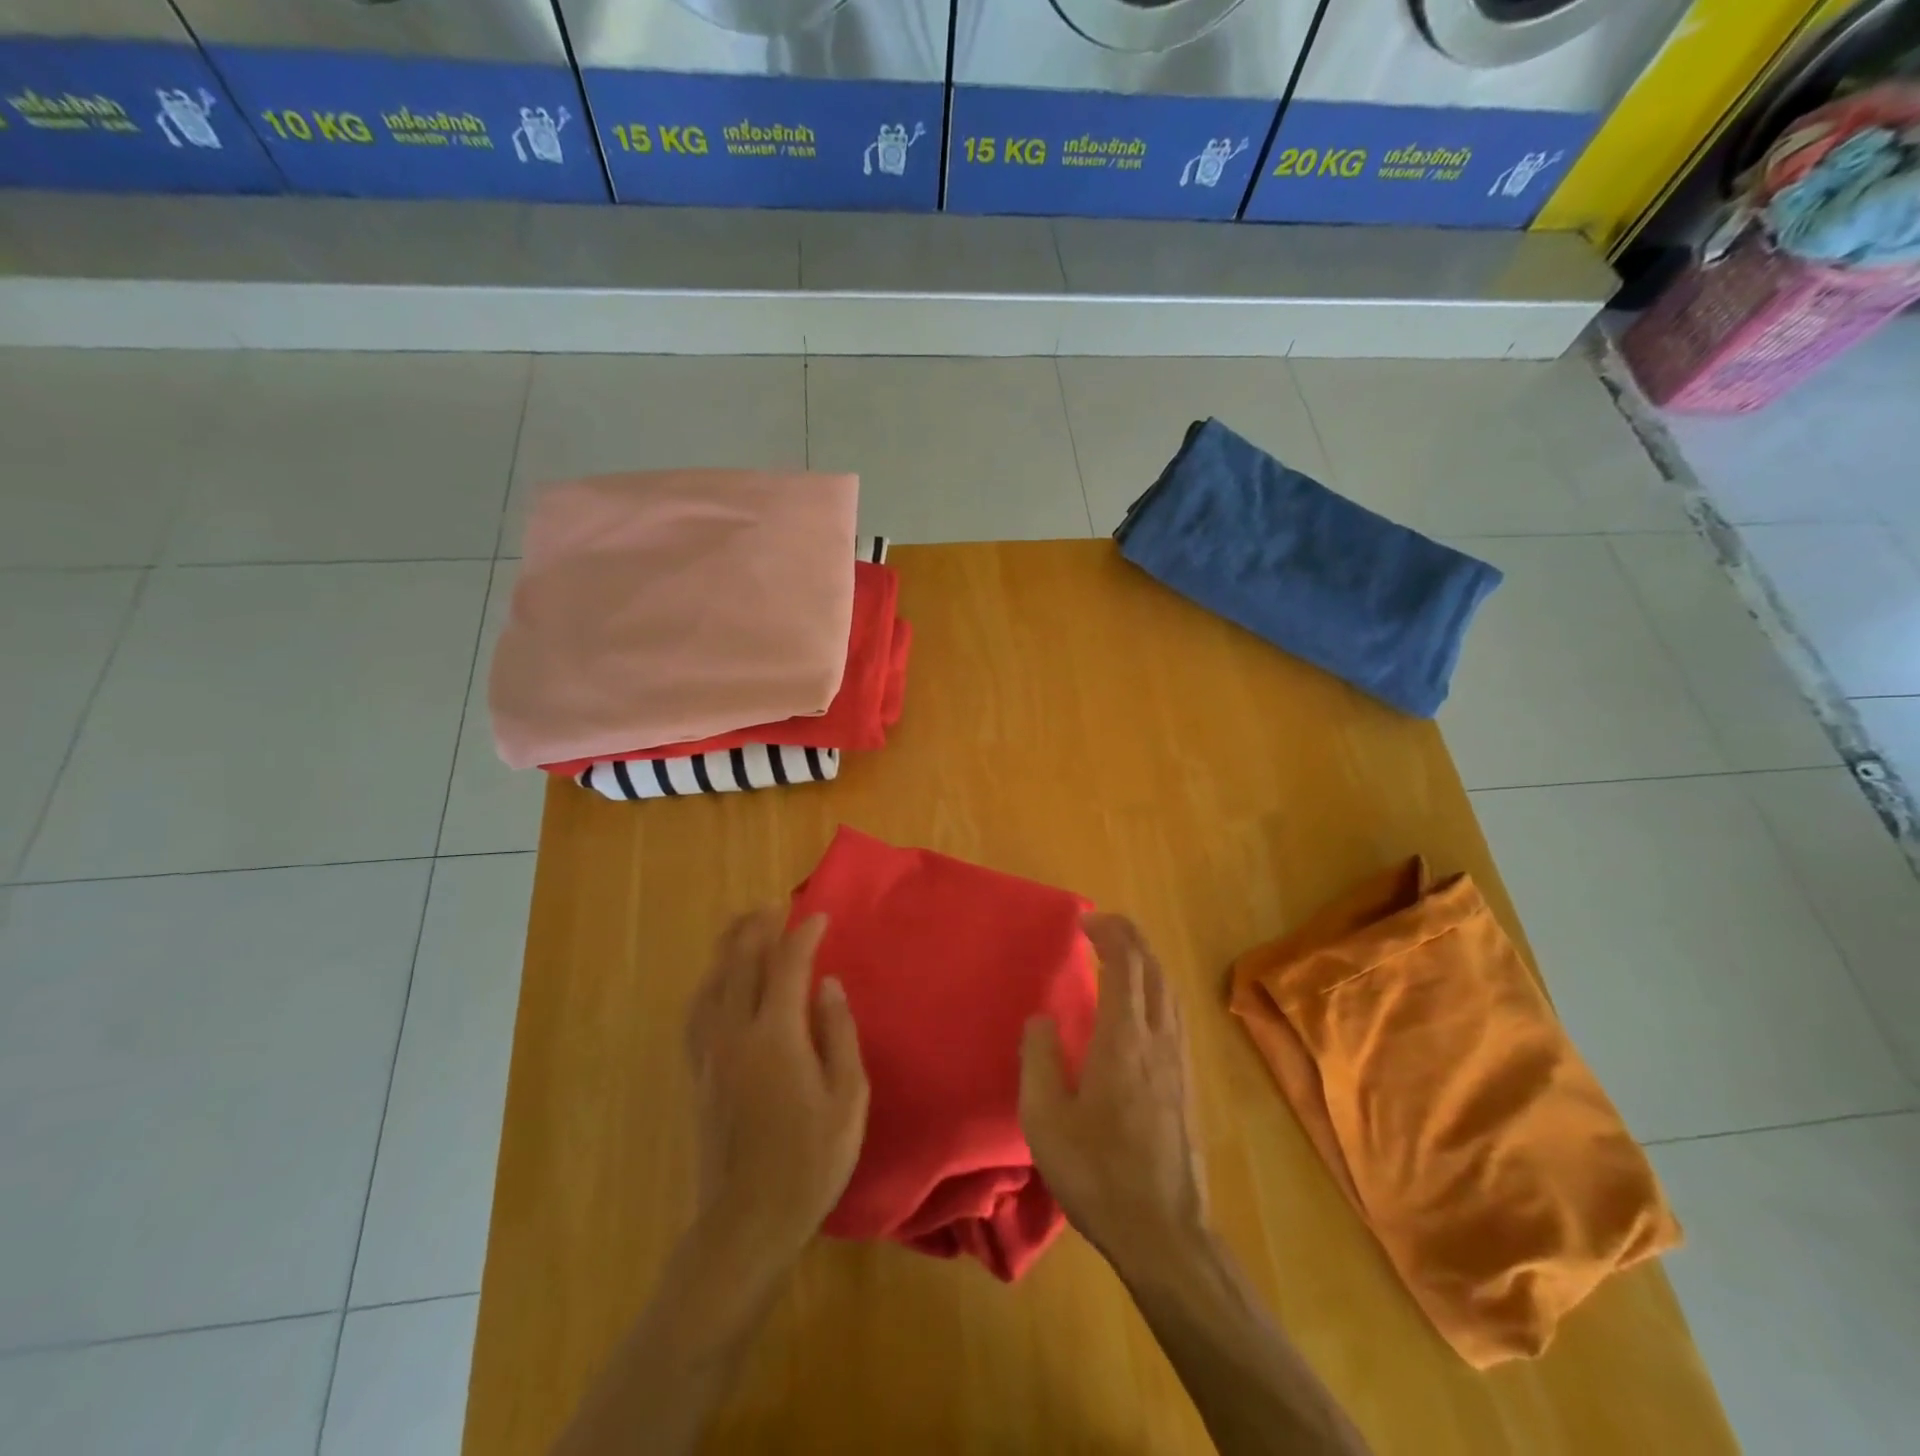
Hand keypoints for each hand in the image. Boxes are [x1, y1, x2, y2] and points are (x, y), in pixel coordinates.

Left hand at [685, 910, 868, 1260]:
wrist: (746, 1222)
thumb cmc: (810, 1161)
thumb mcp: (847, 1098)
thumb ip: (838, 1033)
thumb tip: (828, 985)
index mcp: (775, 1036)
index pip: (786, 965)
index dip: (803, 935)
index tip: (818, 916)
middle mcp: (734, 1032)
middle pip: (741, 962)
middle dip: (758, 927)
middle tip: (775, 904)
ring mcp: (709, 1052)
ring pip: (712, 981)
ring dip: (729, 946)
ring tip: (744, 924)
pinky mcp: (697, 1072)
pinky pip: (697, 1009)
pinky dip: (709, 981)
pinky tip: (715, 980)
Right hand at [1019, 914, 1207, 1268]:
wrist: (1164, 1232)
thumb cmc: (1098, 1173)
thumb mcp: (1045, 1119)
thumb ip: (1038, 1059)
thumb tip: (1041, 1018)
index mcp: (1123, 1040)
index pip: (1125, 966)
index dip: (1109, 934)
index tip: (1085, 921)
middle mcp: (1158, 1040)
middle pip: (1153, 970)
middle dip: (1130, 938)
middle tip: (1102, 926)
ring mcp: (1178, 1062)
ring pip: (1169, 991)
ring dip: (1146, 962)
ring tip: (1121, 955)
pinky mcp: (1186, 1084)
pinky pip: (1173, 1015)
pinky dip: (1155, 989)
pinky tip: (1140, 1006)